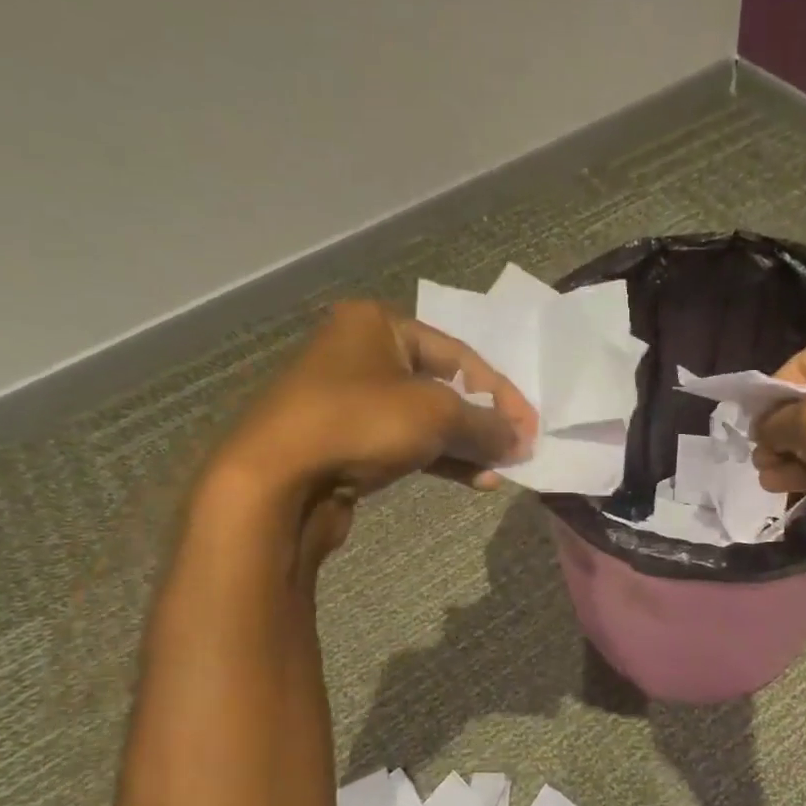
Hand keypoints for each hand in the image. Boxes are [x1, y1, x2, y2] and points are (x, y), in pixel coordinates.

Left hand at [198, 301, 536, 565]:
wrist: (276, 480)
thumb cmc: (359, 422)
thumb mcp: (435, 414)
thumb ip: (486, 424)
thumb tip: (521, 441)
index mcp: (378, 324)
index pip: (459, 354)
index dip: (501, 392)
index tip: (530, 427)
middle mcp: (362, 354)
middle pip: (443, 386)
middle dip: (484, 421)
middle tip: (517, 449)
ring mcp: (350, 400)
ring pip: (425, 419)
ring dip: (466, 445)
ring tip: (501, 470)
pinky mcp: (346, 442)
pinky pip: (405, 443)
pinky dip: (439, 459)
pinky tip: (473, 480)